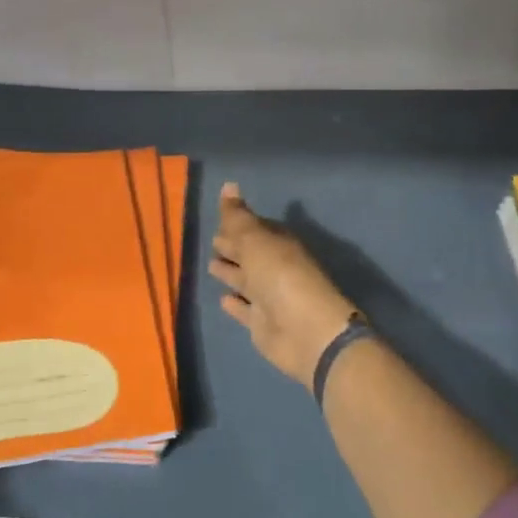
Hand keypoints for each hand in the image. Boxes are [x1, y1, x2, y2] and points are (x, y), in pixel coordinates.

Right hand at [211, 183, 357, 388]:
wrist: (306, 333)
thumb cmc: (281, 278)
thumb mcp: (256, 241)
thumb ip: (238, 217)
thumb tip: (228, 184)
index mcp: (279, 244)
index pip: (257, 228)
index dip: (239, 224)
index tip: (220, 218)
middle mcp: (276, 268)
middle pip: (251, 254)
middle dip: (233, 246)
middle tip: (212, 240)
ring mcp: (270, 297)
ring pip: (246, 280)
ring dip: (230, 272)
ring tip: (211, 265)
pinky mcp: (262, 324)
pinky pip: (244, 309)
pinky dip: (234, 304)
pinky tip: (222, 299)